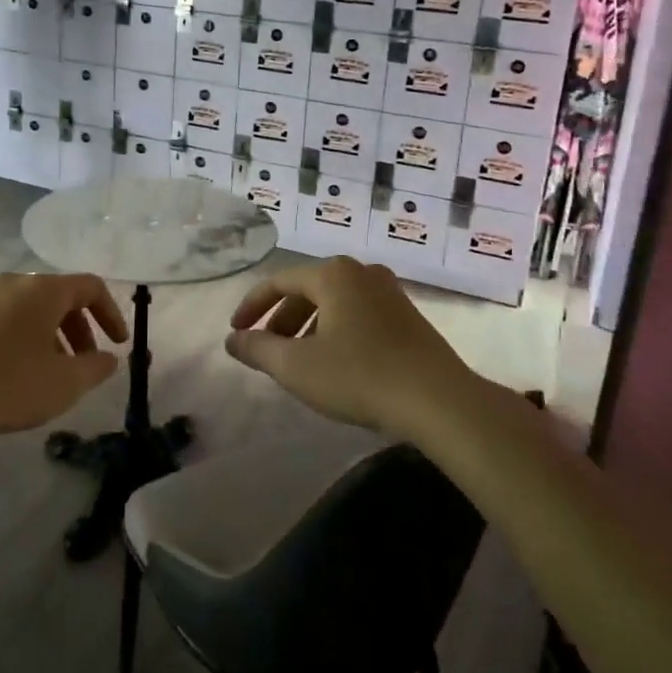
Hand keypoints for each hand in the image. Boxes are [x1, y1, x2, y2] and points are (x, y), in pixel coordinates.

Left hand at [0, 272, 127, 450]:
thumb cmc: (8, 385)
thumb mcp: (64, 383)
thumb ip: (96, 367)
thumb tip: (108, 358)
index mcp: (43, 289)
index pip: (90, 286)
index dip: (111, 313)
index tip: (118, 344)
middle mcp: (15, 282)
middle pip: (60, 296)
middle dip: (81, 329)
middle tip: (86, 363)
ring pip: (33, 308)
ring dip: (53, 336)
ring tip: (53, 373)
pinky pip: (8, 318)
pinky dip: (26, 337)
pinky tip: (19, 373)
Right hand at [226, 257, 470, 437]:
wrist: (438, 400)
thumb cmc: (359, 376)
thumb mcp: (296, 367)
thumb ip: (258, 349)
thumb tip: (232, 340)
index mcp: (332, 274)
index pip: (277, 281)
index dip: (252, 307)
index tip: (236, 332)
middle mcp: (360, 272)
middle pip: (307, 290)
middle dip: (281, 320)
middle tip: (267, 349)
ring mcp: (388, 291)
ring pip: (334, 303)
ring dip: (308, 327)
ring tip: (298, 360)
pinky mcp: (407, 315)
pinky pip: (357, 313)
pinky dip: (335, 331)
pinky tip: (336, 362)